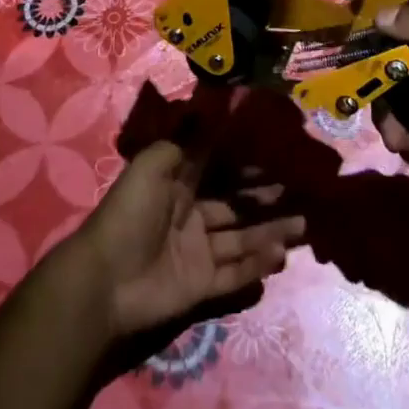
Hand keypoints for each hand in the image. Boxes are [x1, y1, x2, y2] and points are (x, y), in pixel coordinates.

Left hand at [70, 140, 305, 339]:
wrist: (106, 279)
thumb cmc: (129, 214)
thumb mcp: (149, 166)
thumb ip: (180, 145)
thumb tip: (207, 123)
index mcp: (178, 186)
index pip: (218, 171)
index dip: (244, 165)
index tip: (275, 157)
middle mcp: (191, 216)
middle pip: (235, 206)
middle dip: (263, 198)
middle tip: (296, 191)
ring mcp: (197, 253)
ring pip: (242, 239)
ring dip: (270, 231)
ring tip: (303, 224)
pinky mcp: (201, 286)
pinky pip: (235, 274)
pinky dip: (257, 265)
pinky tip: (281, 253)